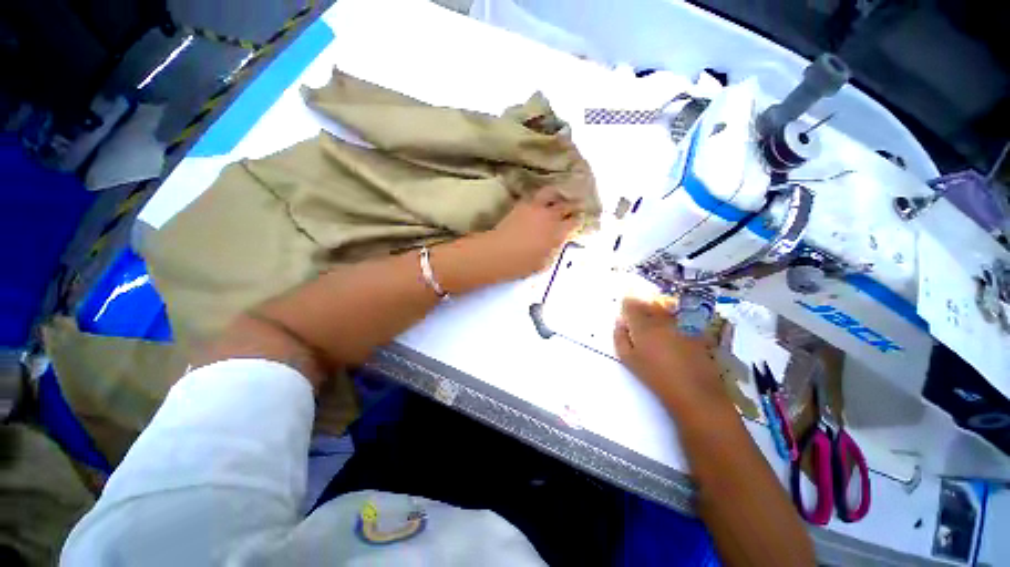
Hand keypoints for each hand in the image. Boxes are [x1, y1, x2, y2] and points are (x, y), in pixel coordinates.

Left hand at [480, 187, 579, 281]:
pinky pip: (534, 196)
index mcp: (558, 233)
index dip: (579, 221)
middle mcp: (550, 216)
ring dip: (557, 195)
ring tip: (557, 199)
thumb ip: (554, 250)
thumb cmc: (522, 264)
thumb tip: (558, 242)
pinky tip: (538, 202)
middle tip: (575, 207)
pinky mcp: (521, 205)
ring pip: (552, 193)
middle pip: (567, 205)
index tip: (579, 222)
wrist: (499, 253)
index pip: (575, 222)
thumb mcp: (544, 263)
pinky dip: (539, 198)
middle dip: (573, 206)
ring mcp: (535, 208)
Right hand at [614, 298, 730, 415]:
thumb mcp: (629, 360)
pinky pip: (681, 319)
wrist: (695, 393)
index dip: (626, 306)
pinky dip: (675, 322)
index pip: (630, 305)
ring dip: (658, 312)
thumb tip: (620, 322)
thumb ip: (620, 338)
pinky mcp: (697, 331)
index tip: (625, 312)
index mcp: (642, 325)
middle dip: (642, 307)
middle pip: (649, 304)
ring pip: (666, 310)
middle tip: (639, 318)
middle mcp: (662, 319)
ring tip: (656, 325)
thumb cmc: (656, 378)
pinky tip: (674, 335)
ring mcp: (682, 324)